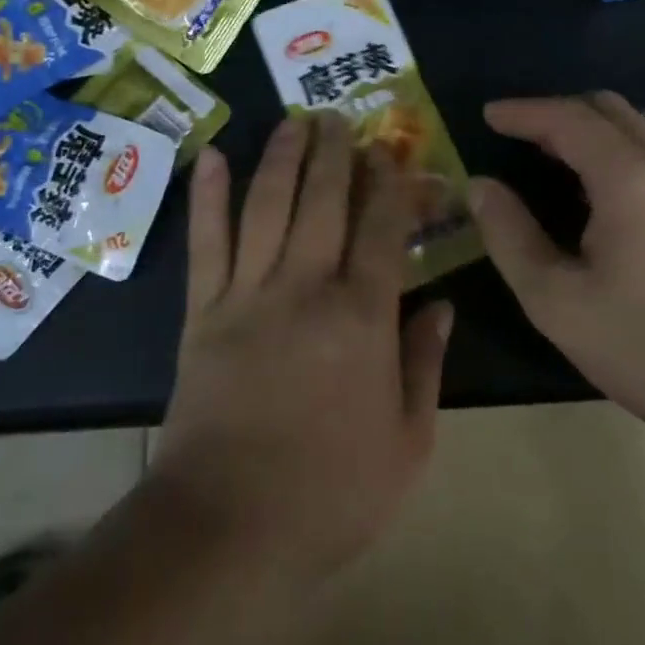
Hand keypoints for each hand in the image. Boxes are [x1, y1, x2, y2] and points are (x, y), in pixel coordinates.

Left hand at [152, 115, 452, 589]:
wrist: (229, 527)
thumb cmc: (331, 494)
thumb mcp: (407, 442)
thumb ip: (426, 364)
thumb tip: (441, 303)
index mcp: (362, 317)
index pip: (382, 228)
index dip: (391, 183)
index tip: (394, 153)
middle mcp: (305, 287)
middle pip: (323, 200)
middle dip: (335, 151)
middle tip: (338, 116)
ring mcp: (248, 293)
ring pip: (268, 205)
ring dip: (282, 156)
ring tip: (294, 121)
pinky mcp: (203, 310)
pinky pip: (206, 242)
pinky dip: (208, 196)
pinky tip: (212, 157)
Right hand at [470, 93, 644, 449]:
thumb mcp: (556, 301)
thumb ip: (510, 235)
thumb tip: (481, 186)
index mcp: (629, 178)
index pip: (568, 119)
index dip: (523, 112)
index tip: (487, 115)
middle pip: (609, 108)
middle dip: (557, 111)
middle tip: (519, 137)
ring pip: (641, 123)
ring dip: (594, 124)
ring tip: (559, 154)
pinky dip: (622, 143)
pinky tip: (606, 186)